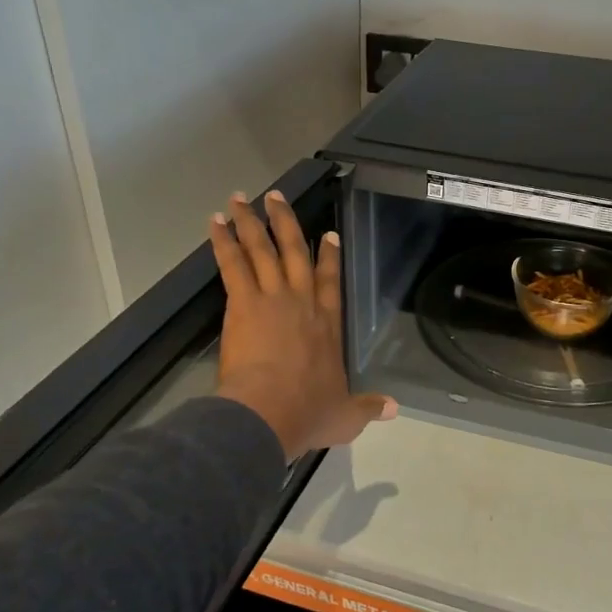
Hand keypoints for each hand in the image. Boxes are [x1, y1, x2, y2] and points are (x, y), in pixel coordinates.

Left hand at [209, 190, 396, 458]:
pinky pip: (233, 264)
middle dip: (286, 223)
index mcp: (328, 325)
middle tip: (275, 196)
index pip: (330, 282)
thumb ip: (368, 407)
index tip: (328, 235)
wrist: (270, 413)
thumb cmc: (308, 413)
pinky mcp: (243, 303)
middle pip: (295, 253)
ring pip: (263, 250)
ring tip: (240, 198)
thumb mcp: (346, 416)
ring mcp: (273, 298)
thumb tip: (396, 410)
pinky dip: (224, 242)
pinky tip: (216, 223)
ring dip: (252, 222)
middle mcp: (303, 302)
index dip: (329, 257)